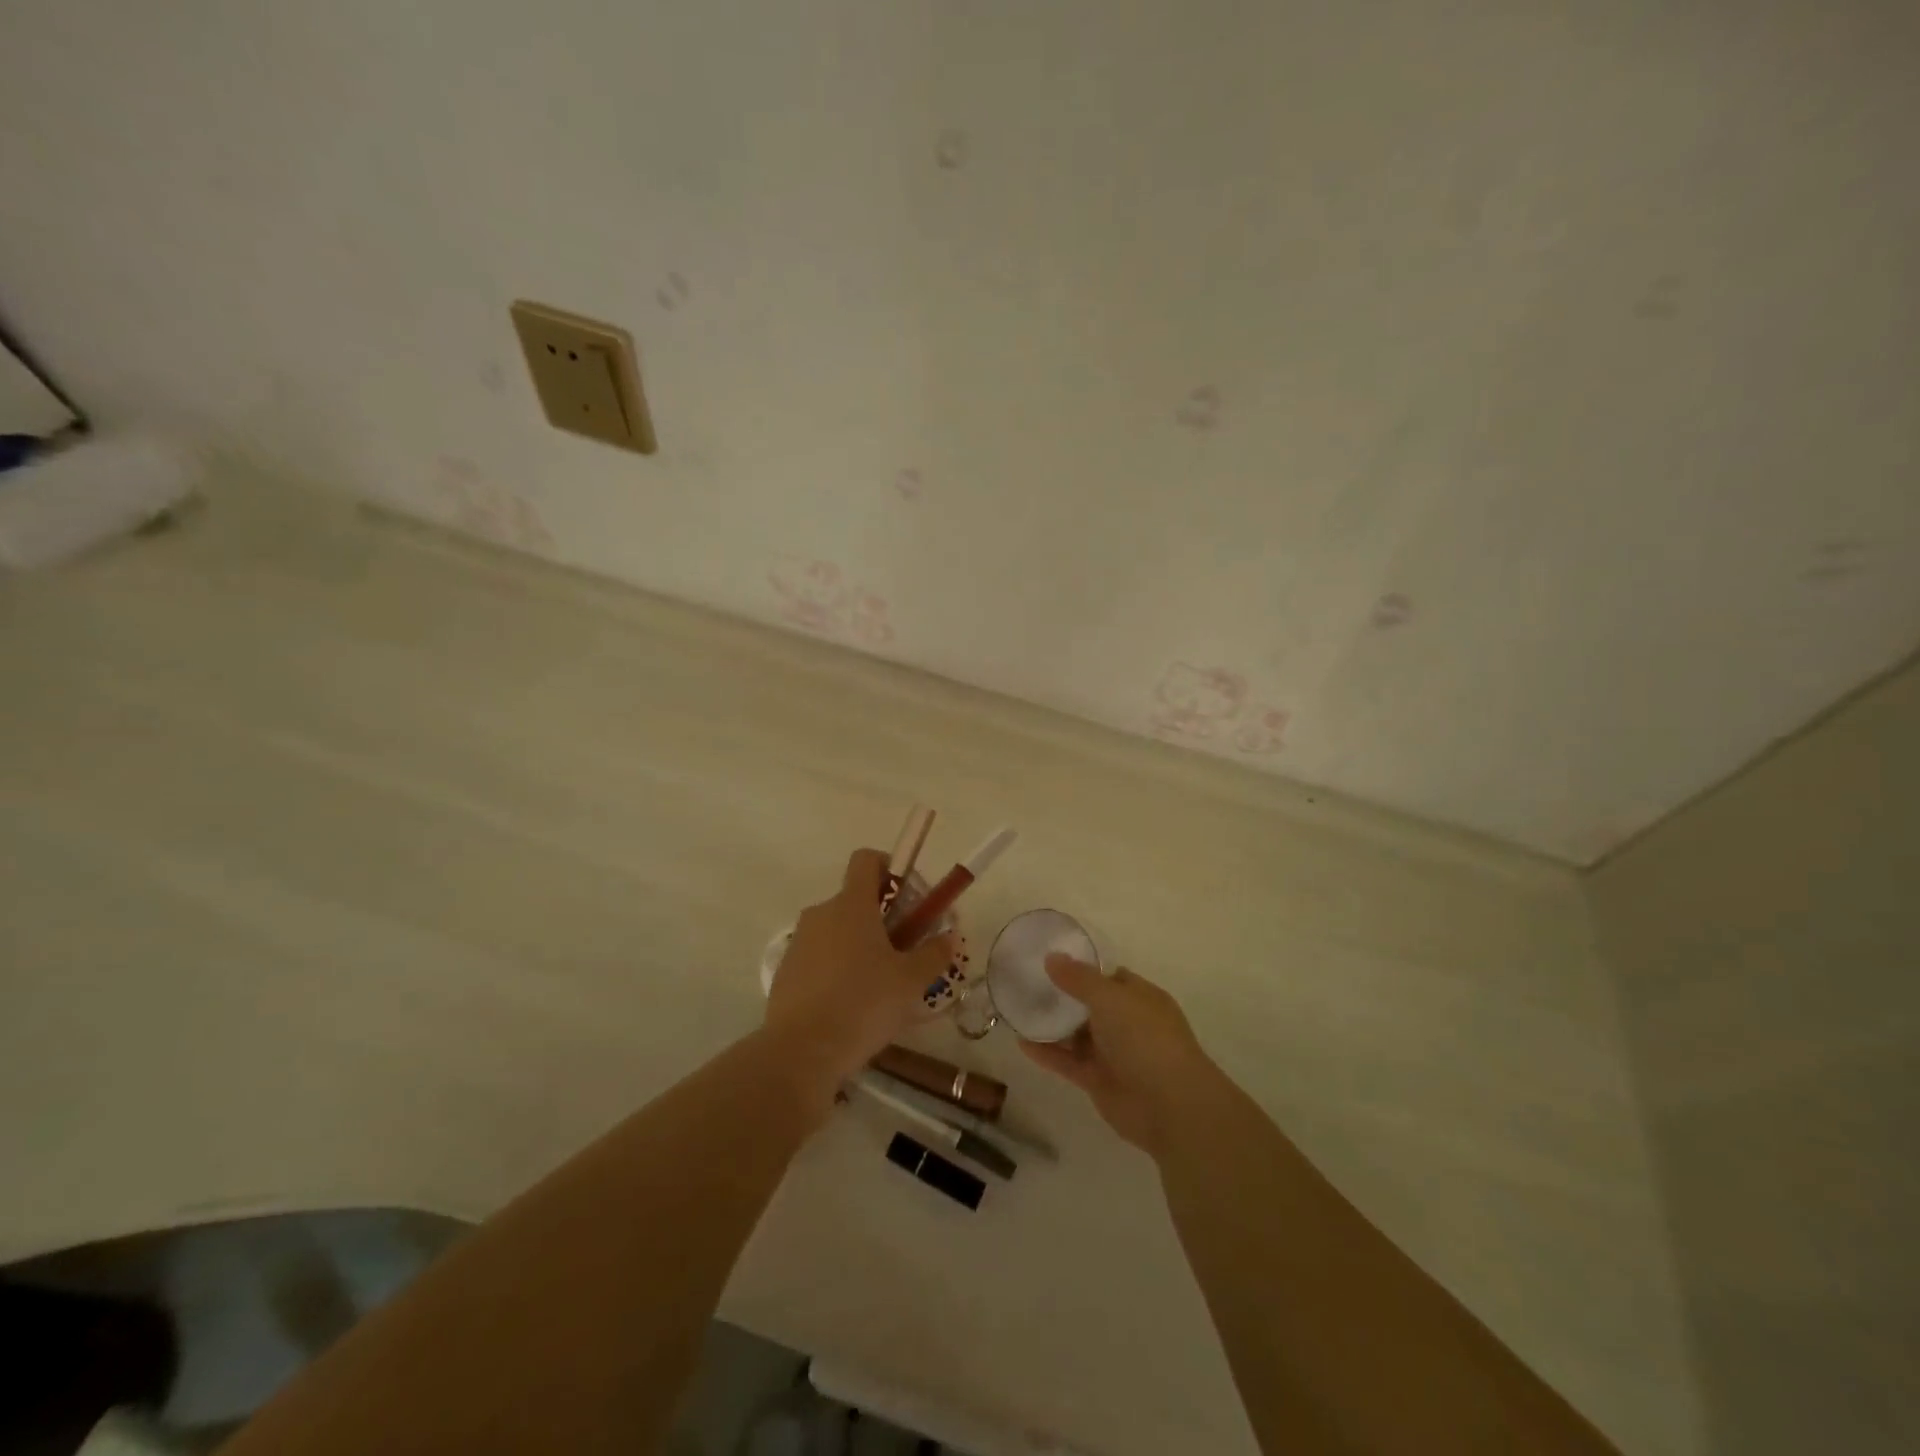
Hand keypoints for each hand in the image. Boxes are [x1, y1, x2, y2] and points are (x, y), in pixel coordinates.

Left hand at [764, 848, 954, 1104]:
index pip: (866, 860)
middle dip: (881, 918)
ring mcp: (800, 942)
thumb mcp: (911, 981)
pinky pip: (818, 957)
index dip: (889, 866)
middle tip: (904, 950)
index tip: (907, 895)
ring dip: (858, 945)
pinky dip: (836, 969)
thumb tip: (949, 936)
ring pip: (836, 931)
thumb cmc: (863, 1004)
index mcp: (852, 904)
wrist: (801, 1052)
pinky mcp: (786, 972)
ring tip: (879, 984)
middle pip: (854, 899)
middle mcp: (821, 913)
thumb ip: (934, 953)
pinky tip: (850, 1005)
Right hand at [1020, 957, 1222, 1158]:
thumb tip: (1051, 957)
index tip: (1049, 959)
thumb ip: (1078, 978)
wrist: (1170, 1106)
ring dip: (1051, 1024)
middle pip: (1089, 1005)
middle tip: (1025, 982)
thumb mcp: (1111, 998)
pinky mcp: (1098, 1081)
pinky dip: (1047, 1052)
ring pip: (1076, 1034)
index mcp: (1139, 997)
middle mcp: (1127, 1023)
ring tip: (1017, 1009)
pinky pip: (1068, 1061)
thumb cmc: (1145, 1039)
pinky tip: (1021, 1042)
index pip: (1108, 976)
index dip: (1081, 968)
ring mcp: (1113, 1053)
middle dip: (1061, 995)